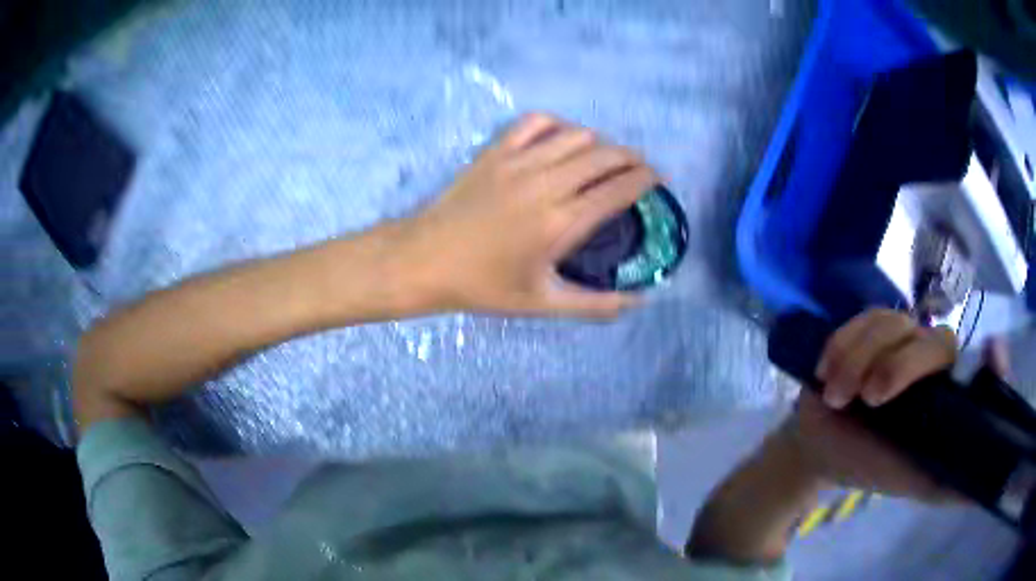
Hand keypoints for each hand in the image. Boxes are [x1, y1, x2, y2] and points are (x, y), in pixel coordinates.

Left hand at [398, 112, 657, 317]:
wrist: (425, 260)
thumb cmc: (483, 286)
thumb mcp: (542, 304)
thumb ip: (595, 305)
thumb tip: (640, 300)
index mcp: (562, 222)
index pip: (619, 188)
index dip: (647, 179)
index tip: (658, 179)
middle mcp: (547, 183)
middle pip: (605, 154)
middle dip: (632, 157)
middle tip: (638, 169)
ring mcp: (519, 161)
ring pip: (576, 135)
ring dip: (599, 143)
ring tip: (603, 159)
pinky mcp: (495, 151)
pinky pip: (536, 122)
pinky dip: (558, 125)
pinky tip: (560, 140)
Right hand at [779, 309, 1008, 499]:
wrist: (819, 449)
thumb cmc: (868, 466)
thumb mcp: (911, 484)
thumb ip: (947, 488)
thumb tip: (987, 490)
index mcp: (947, 396)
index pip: (982, 371)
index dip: (992, 363)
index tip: (991, 354)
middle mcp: (932, 362)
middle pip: (937, 342)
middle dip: (901, 367)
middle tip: (869, 399)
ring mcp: (902, 338)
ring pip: (894, 324)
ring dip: (859, 360)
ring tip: (837, 396)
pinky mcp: (870, 327)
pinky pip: (864, 318)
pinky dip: (843, 344)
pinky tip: (827, 371)